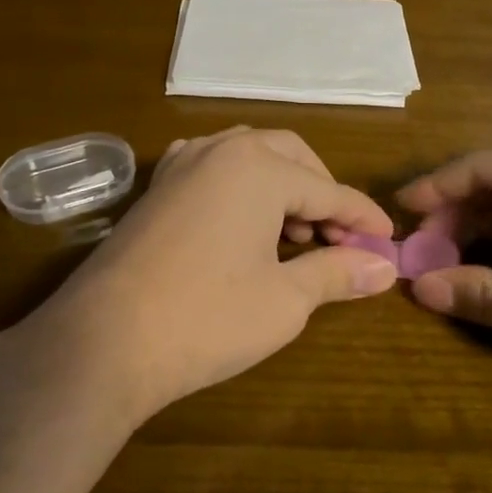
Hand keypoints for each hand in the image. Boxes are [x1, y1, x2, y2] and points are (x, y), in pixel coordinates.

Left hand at [30, 127, 397, 418]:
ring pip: (249, 157)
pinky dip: (240, 188)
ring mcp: (180, 165)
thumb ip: (337, 273)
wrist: (103, 342)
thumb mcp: (285, 299)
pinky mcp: (155, 189)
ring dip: (282, 188)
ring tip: (294, 237)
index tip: (388, 240)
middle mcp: (220, 150)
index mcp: (259, 167)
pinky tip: (242, 223)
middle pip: (291, 158)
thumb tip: (385, 268)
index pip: (329, 190)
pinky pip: (212, 169)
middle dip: (322, 193)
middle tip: (338, 238)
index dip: (362, 218)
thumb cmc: (206, 317)